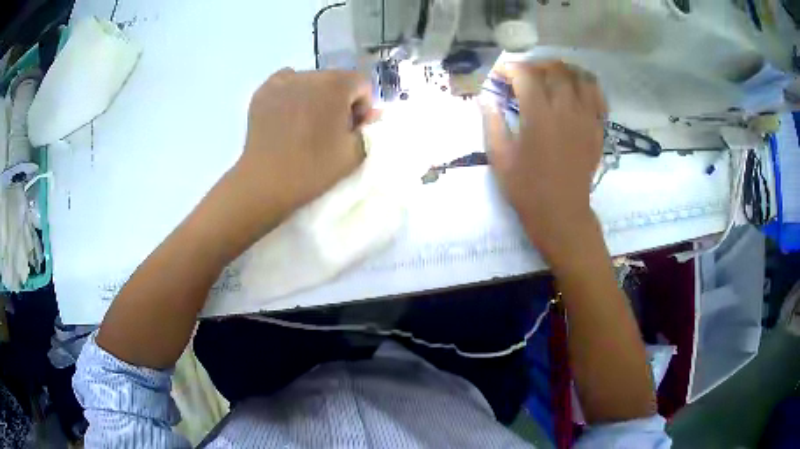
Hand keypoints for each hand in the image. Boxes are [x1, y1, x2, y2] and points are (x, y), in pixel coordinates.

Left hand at [231, 68, 377, 231]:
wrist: (266, 182)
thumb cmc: (313, 168)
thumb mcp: (354, 153)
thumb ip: (368, 128)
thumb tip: (370, 114)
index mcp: (337, 85)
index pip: (362, 84)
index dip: (362, 106)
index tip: (351, 128)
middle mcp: (311, 75)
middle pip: (336, 80)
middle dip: (339, 99)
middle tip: (329, 128)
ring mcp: (283, 81)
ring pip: (310, 81)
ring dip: (315, 96)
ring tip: (305, 123)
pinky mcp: (263, 91)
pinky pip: (286, 84)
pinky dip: (291, 94)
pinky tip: (287, 116)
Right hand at [483, 61, 606, 266]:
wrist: (562, 214)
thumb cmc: (527, 188)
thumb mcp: (499, 157)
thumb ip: (491, 121)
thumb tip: (485, 97)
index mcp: (539, 115)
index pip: (525, 74)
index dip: (508, 68)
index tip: (499, 76)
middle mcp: (566, 109)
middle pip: (555, 69)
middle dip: (535, 66)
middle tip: (524, 77)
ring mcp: (586, 118)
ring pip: (581, 77)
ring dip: (564, 72)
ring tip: (552, 79)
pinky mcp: (597, 129)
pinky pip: (598, 97)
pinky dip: (586, 87)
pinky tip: (576, 92)